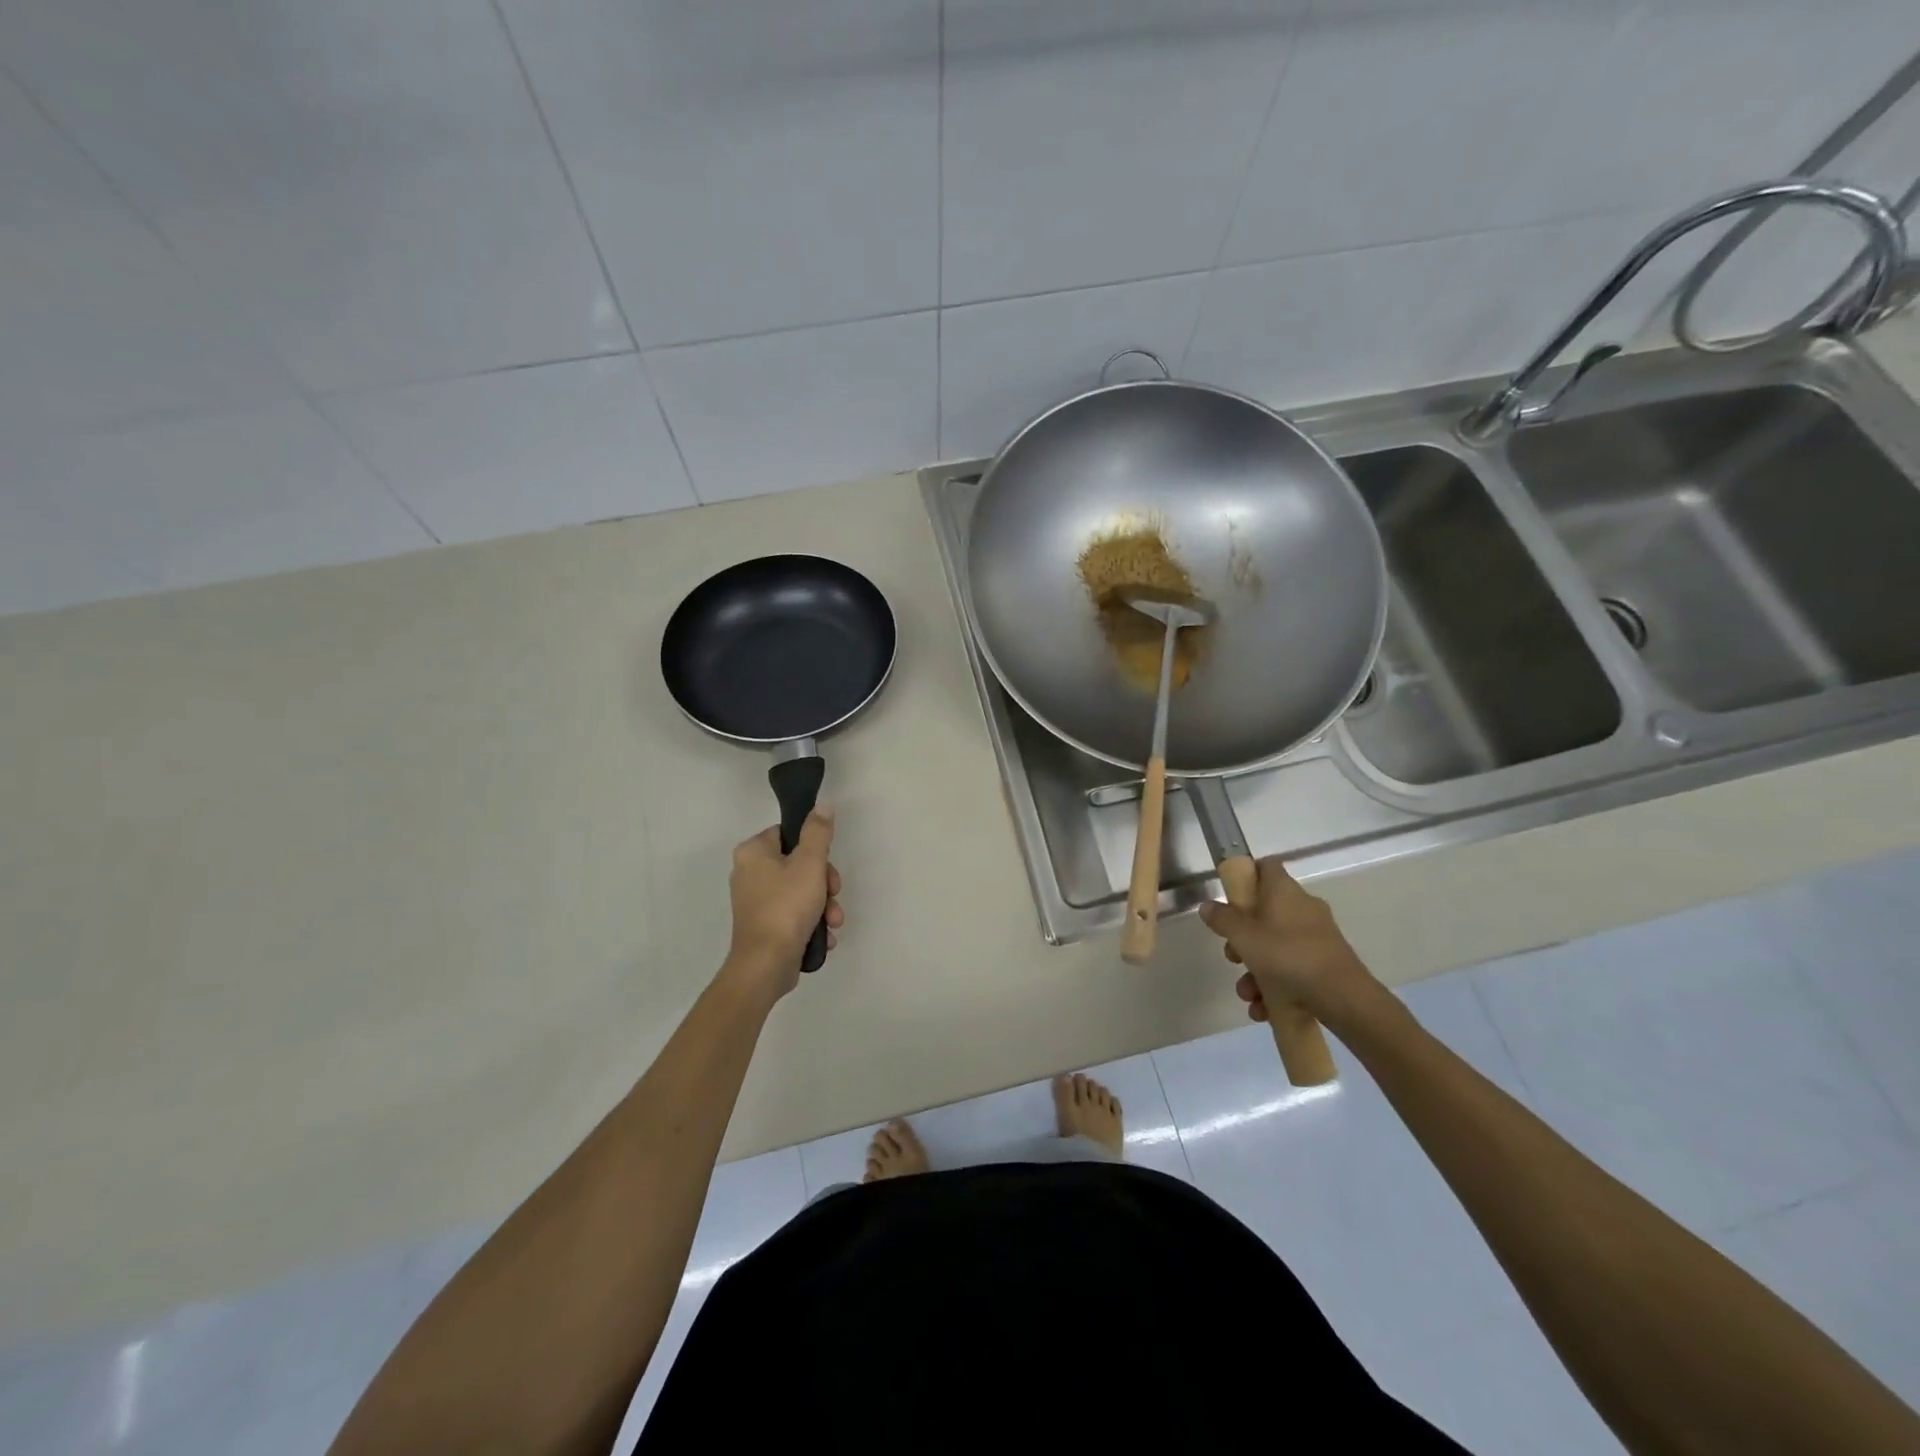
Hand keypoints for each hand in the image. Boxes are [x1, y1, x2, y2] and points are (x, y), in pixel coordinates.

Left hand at [724, 809, 842, 1001]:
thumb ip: (818, 832)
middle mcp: (748, 873)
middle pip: (798, 864)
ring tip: (833, 922)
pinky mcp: (763, 925)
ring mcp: (755, 901)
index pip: (789, 834)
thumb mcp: (810, 863)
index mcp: (753, 852)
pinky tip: (823, 936)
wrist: (766, 964)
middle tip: (833, 895)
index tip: (827, 866)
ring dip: (823, 905)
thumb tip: (822, 806)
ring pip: (800, 891)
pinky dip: (811, 922)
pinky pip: (793, 914)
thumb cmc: (787, 906)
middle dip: (824, 884)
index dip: (814, 848)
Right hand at [1196, 856, 1385, 1033]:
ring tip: (1248, 995)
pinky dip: (1276, 986)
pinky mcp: (1326, 963)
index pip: (1265, 867)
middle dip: (1243, 939)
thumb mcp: (1243, 937)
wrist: (1343, 998)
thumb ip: (1222, 919)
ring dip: (1256, 971)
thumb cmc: (1287, 956)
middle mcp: (1302, 907)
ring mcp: (1316, 936)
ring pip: (1276, 946)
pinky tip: (1264, 1009)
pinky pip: (1292, 967)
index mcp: (1284, 891)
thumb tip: (1207, 905)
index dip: (1245, 876)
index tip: (1229, 896)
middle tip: (1232, 957)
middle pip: (1264, 913)